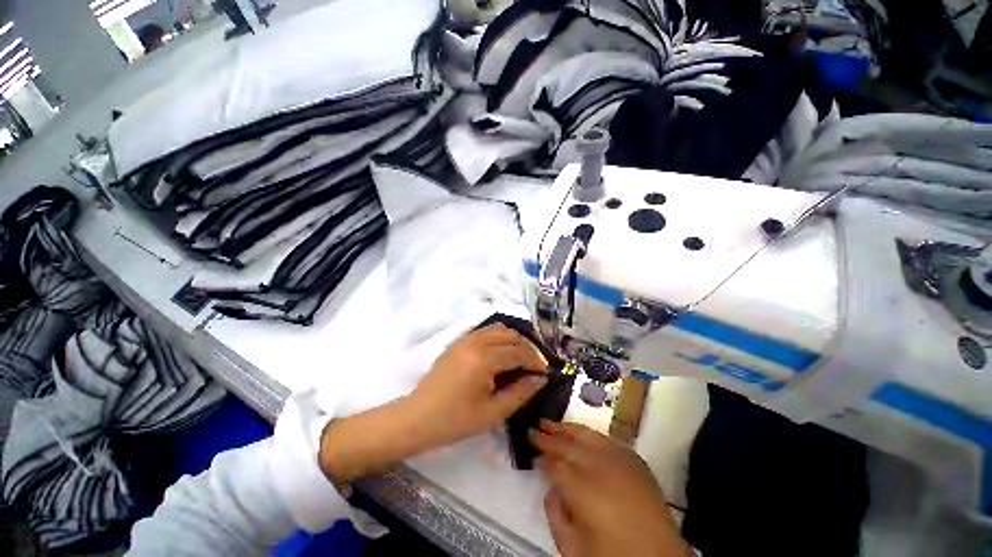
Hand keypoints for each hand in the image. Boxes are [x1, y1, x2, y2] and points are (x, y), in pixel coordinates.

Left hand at [407, 324, 549, 448]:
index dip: (535, 362)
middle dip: (526, 349)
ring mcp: (465, 339)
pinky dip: (498, 339)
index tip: (544, 374)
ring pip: (498, 329)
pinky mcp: (458, 342)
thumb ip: (520, 393)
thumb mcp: (493, 412)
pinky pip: (485, 332)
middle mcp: (476, 342)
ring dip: (512, 341)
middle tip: (531, 368)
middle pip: (511, 335)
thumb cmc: (455, 420)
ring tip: (517, 361)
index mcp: (484, 359)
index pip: (519, 352)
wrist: (418, 417)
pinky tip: (499, 356)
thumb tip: (540, 378)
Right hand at [530, 421, 692, 556]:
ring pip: (586, 434)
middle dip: (548, 437)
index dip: (541, 459)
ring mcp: (621, 459)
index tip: (532, 455)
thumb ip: (555, 515)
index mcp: (585, 491)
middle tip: (532, 430)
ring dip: (566, 428)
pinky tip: (579, 434)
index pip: (554, 466)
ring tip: (550, 423)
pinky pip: (605, 439)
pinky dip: (588, 434)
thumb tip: (551, 487)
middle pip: (568, 445)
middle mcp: (601, 467)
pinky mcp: (634, 458)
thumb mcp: (573, 549)